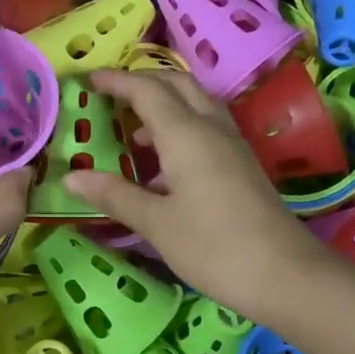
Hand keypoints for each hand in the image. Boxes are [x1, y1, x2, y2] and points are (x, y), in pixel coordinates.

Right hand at [62, 69, 328, 324]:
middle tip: (111, 95)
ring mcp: (231, 145)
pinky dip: (180, 126)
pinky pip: (206, 127)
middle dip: (143, 82)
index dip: (117, 81)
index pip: (147, 91)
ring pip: (196, 103)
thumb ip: (114, 195)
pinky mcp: (241, 164)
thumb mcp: (155, 223)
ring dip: (164, 103)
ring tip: (133, 130)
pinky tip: (164, 164)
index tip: (89, 80)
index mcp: (186, 135)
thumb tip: (71, 177)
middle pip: (177, 85)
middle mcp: (211, 129)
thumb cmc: (212, 246)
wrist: (284, 273)